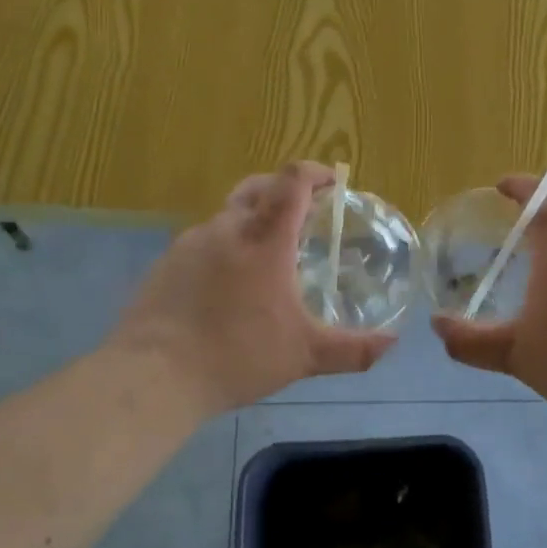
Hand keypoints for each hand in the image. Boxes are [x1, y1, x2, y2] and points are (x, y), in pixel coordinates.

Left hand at [115, 163, 395, 415]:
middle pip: (258, 187)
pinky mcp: (166, 263)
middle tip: (304, 213)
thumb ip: (352, 350)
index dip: (315, 172)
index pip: (292, 182)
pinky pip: (204, 241)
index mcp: (264, 239)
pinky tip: (228, 284)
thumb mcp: (304, 356)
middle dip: (285, 190)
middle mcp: (226, 229)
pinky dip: (225, 247)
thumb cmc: (236, 356)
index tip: (333, 182)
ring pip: (228, 215)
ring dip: (253, 220)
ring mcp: (190, 243)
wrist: (154, 375)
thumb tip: (392, 345)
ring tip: (268, 255)